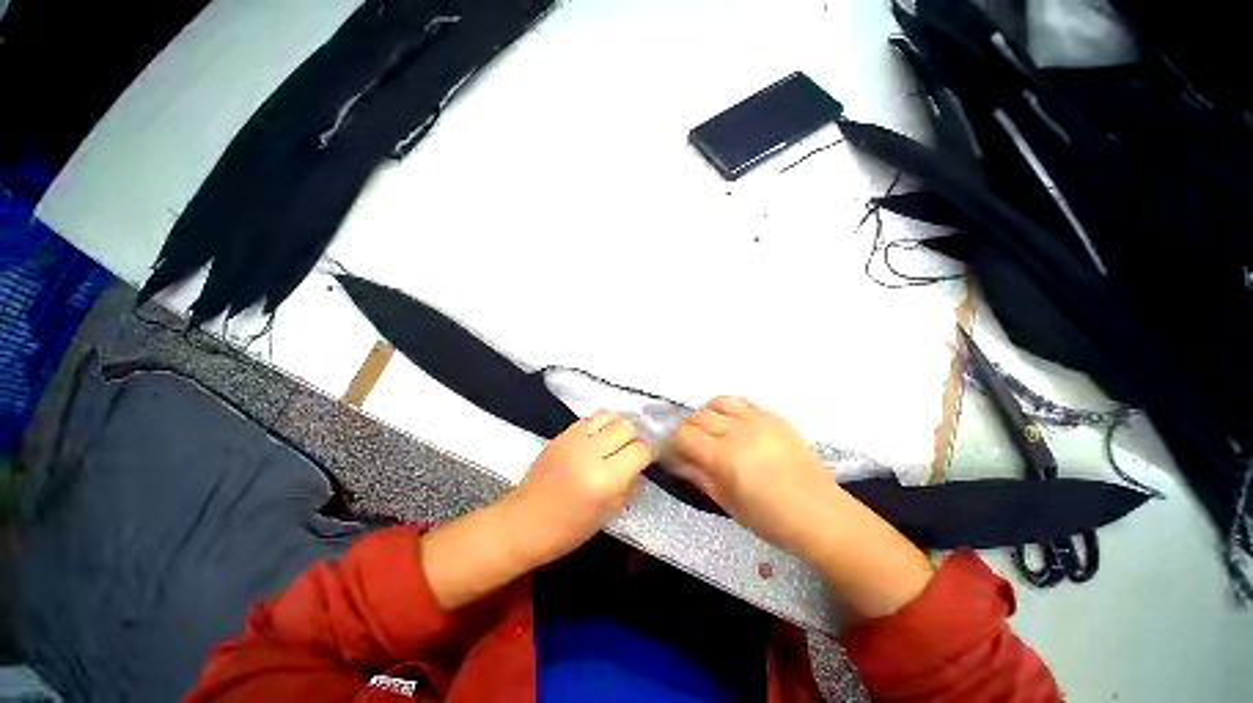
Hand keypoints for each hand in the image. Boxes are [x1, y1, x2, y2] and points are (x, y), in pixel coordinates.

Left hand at [500, 413, 653, 567]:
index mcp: (605, 479)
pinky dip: (598, 426)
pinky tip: (594, 441)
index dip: (646, 455)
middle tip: (627, 453)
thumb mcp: (608, 514)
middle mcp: (591, 453)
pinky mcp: (560, 435)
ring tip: (611, 443)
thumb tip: (640, 467)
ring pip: (608, 416)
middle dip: (632, 438)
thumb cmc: (568, 529)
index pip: (640, 450)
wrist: (523, 522)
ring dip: (615, 428)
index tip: (644, 461)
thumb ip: (629, 486)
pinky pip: (589, 419)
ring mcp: (573, 440)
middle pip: (625, 426)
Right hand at [668, 396, 932, 618]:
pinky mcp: (773, 416)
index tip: (671, 451)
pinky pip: (742, 402)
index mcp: (724, 457)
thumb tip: (674, 459)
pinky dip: (729, 409)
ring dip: (706, 414)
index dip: (671, 442)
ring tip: (710, 430)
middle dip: (687, 430)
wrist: (820, 514)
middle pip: (698, 417)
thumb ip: (696, 475)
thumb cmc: (769, 519)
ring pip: (718, 402)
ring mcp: (758, 420)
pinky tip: (732, 424)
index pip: (683, 435)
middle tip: (690, 446)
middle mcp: (738, 431)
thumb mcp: (726, 502)